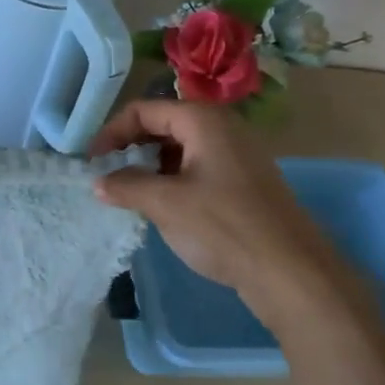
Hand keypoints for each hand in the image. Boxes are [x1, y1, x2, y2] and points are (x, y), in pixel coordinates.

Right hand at [90, 100, 361, 333]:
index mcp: (203, 120)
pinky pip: (197, 168)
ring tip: (130, 193)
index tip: (92, 161)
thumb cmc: (224, 227)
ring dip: (150, 166)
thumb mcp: (164, 204)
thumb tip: (99, 182)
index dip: (111, 132)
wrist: (292, 273)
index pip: (143, 110)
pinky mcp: (245, 182)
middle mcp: (222, 128)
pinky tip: (162, 207)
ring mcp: (237, 155)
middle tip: (107, 175)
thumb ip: (125, 186)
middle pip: (162, 124)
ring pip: (180, 148)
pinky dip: (172, 180)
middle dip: (130, 147)